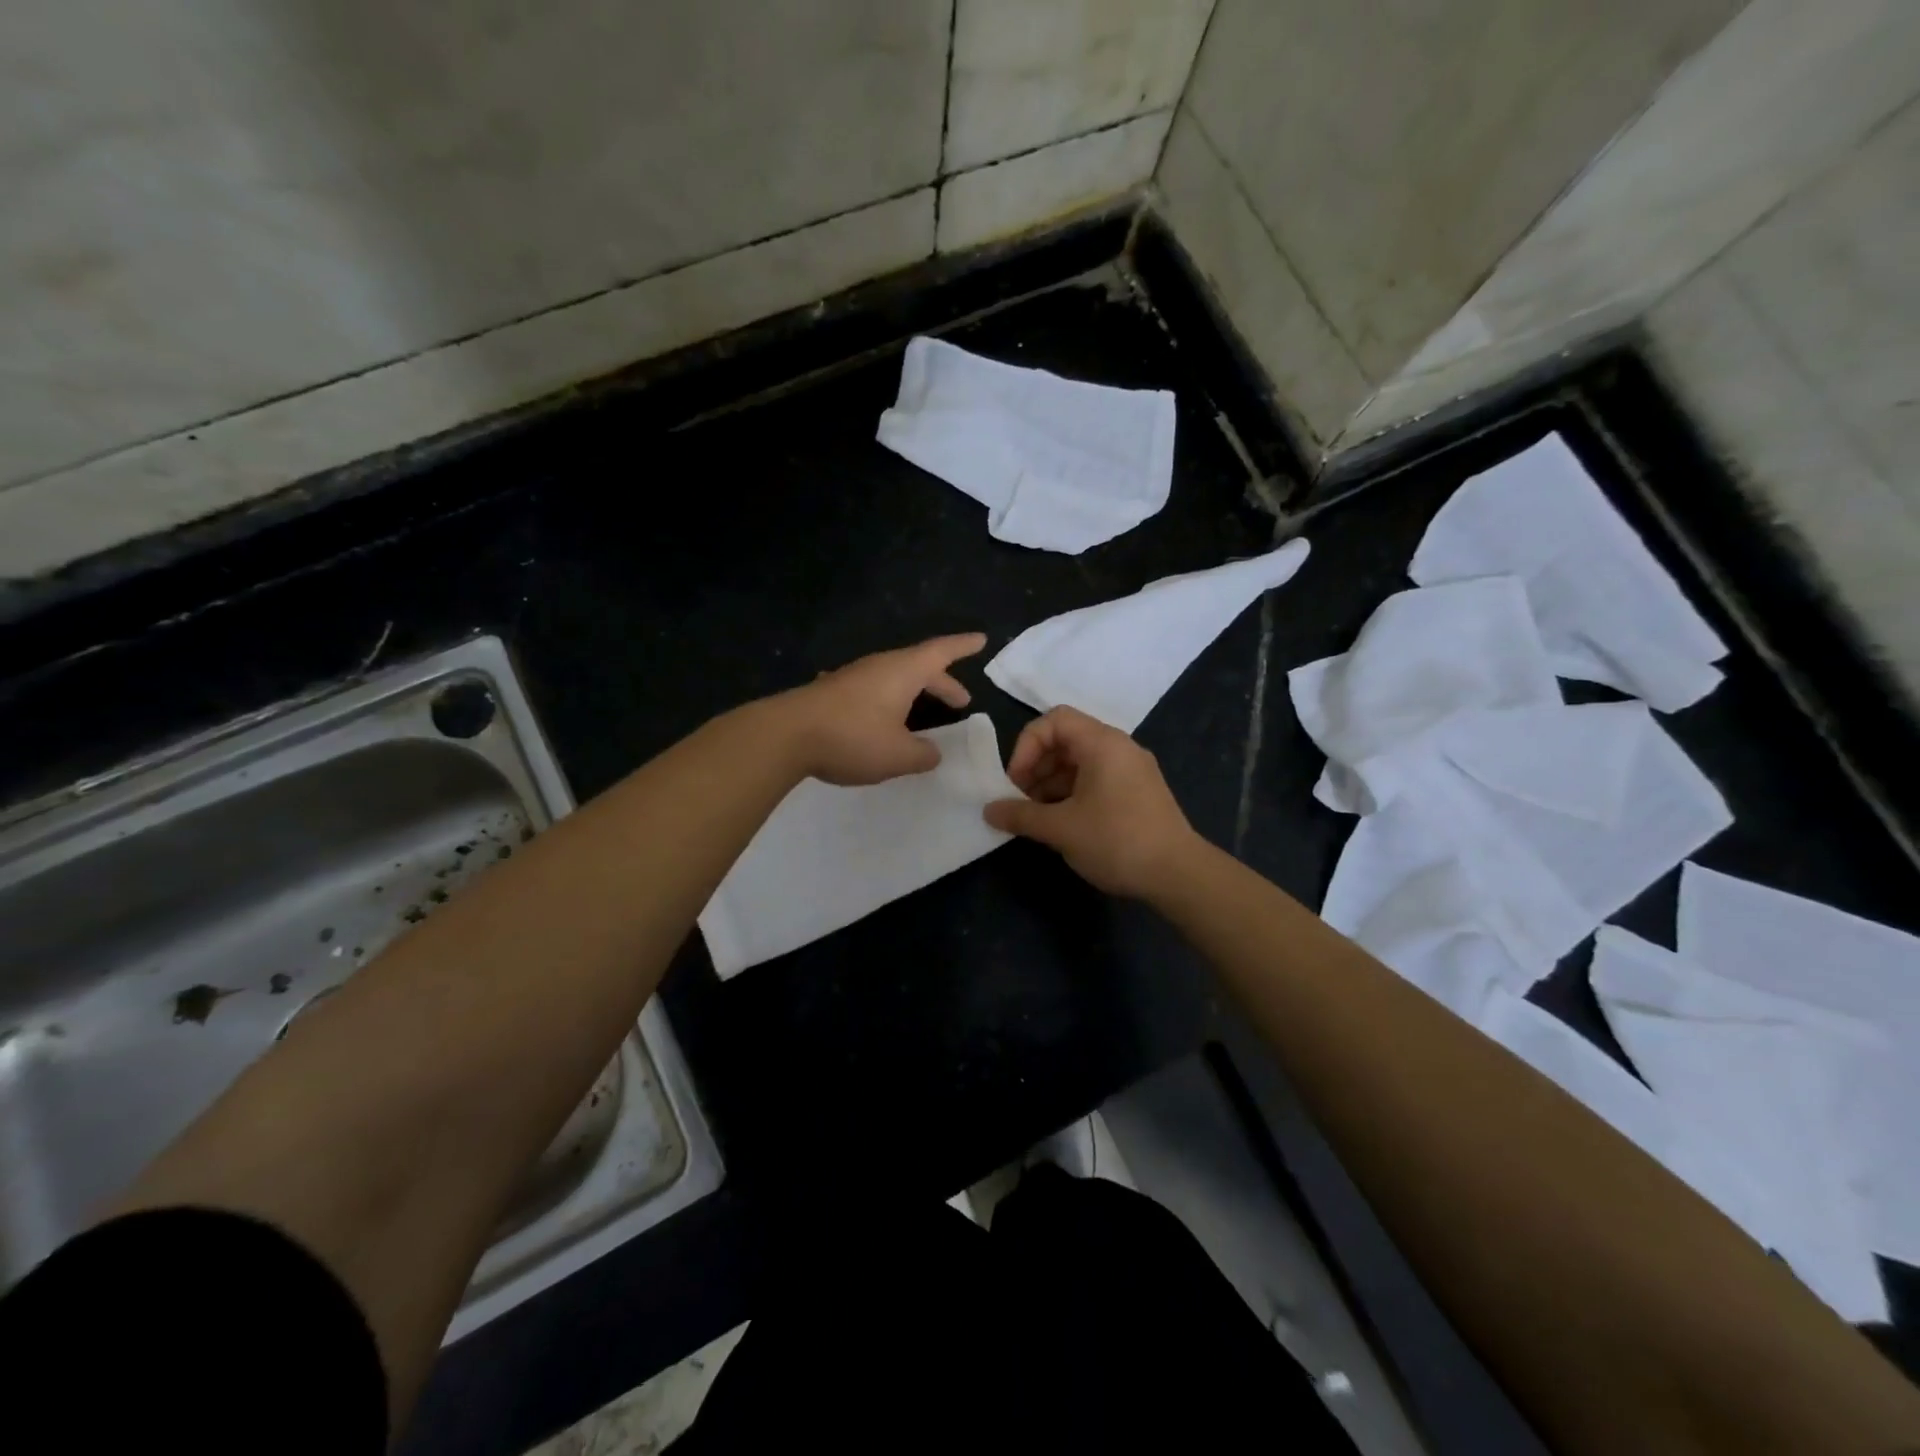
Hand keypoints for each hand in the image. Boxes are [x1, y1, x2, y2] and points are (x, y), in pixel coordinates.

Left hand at [777, 633, 987, 785]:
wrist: (785, 735)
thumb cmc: (852, 738)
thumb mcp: (898, 755)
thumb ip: (923, 754)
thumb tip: (933, 753)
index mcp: (903, 672)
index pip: (942, 651)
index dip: (964, 646)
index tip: (981, 640)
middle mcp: (879, 667)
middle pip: (919, 667)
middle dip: (943, 684)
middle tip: (961, 701)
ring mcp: (852, 677)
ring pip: (893, 679)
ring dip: (913, 693)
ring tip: (921, 713)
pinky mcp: (831, 693)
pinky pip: (871, 691)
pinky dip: (886, 702)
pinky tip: (878, 718)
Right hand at [984, 707, 1199, 896]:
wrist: (1179, 874)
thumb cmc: (1116, 841)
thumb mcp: (1061, 829)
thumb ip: (1020, 815)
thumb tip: (988, 811)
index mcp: (1102, 743)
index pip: (1054, 720)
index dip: (1026, 746)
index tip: (1016, 781)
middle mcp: (1119, 748)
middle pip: (1066, 740)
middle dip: (1036, 767)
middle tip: (1020, 801)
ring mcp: (1132, 770)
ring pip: (1080, 762)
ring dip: (1051, 784)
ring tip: (1037, 818)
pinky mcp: (1138, 792)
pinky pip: (1097, 779)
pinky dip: (1073, 794)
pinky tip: (1062, 824)